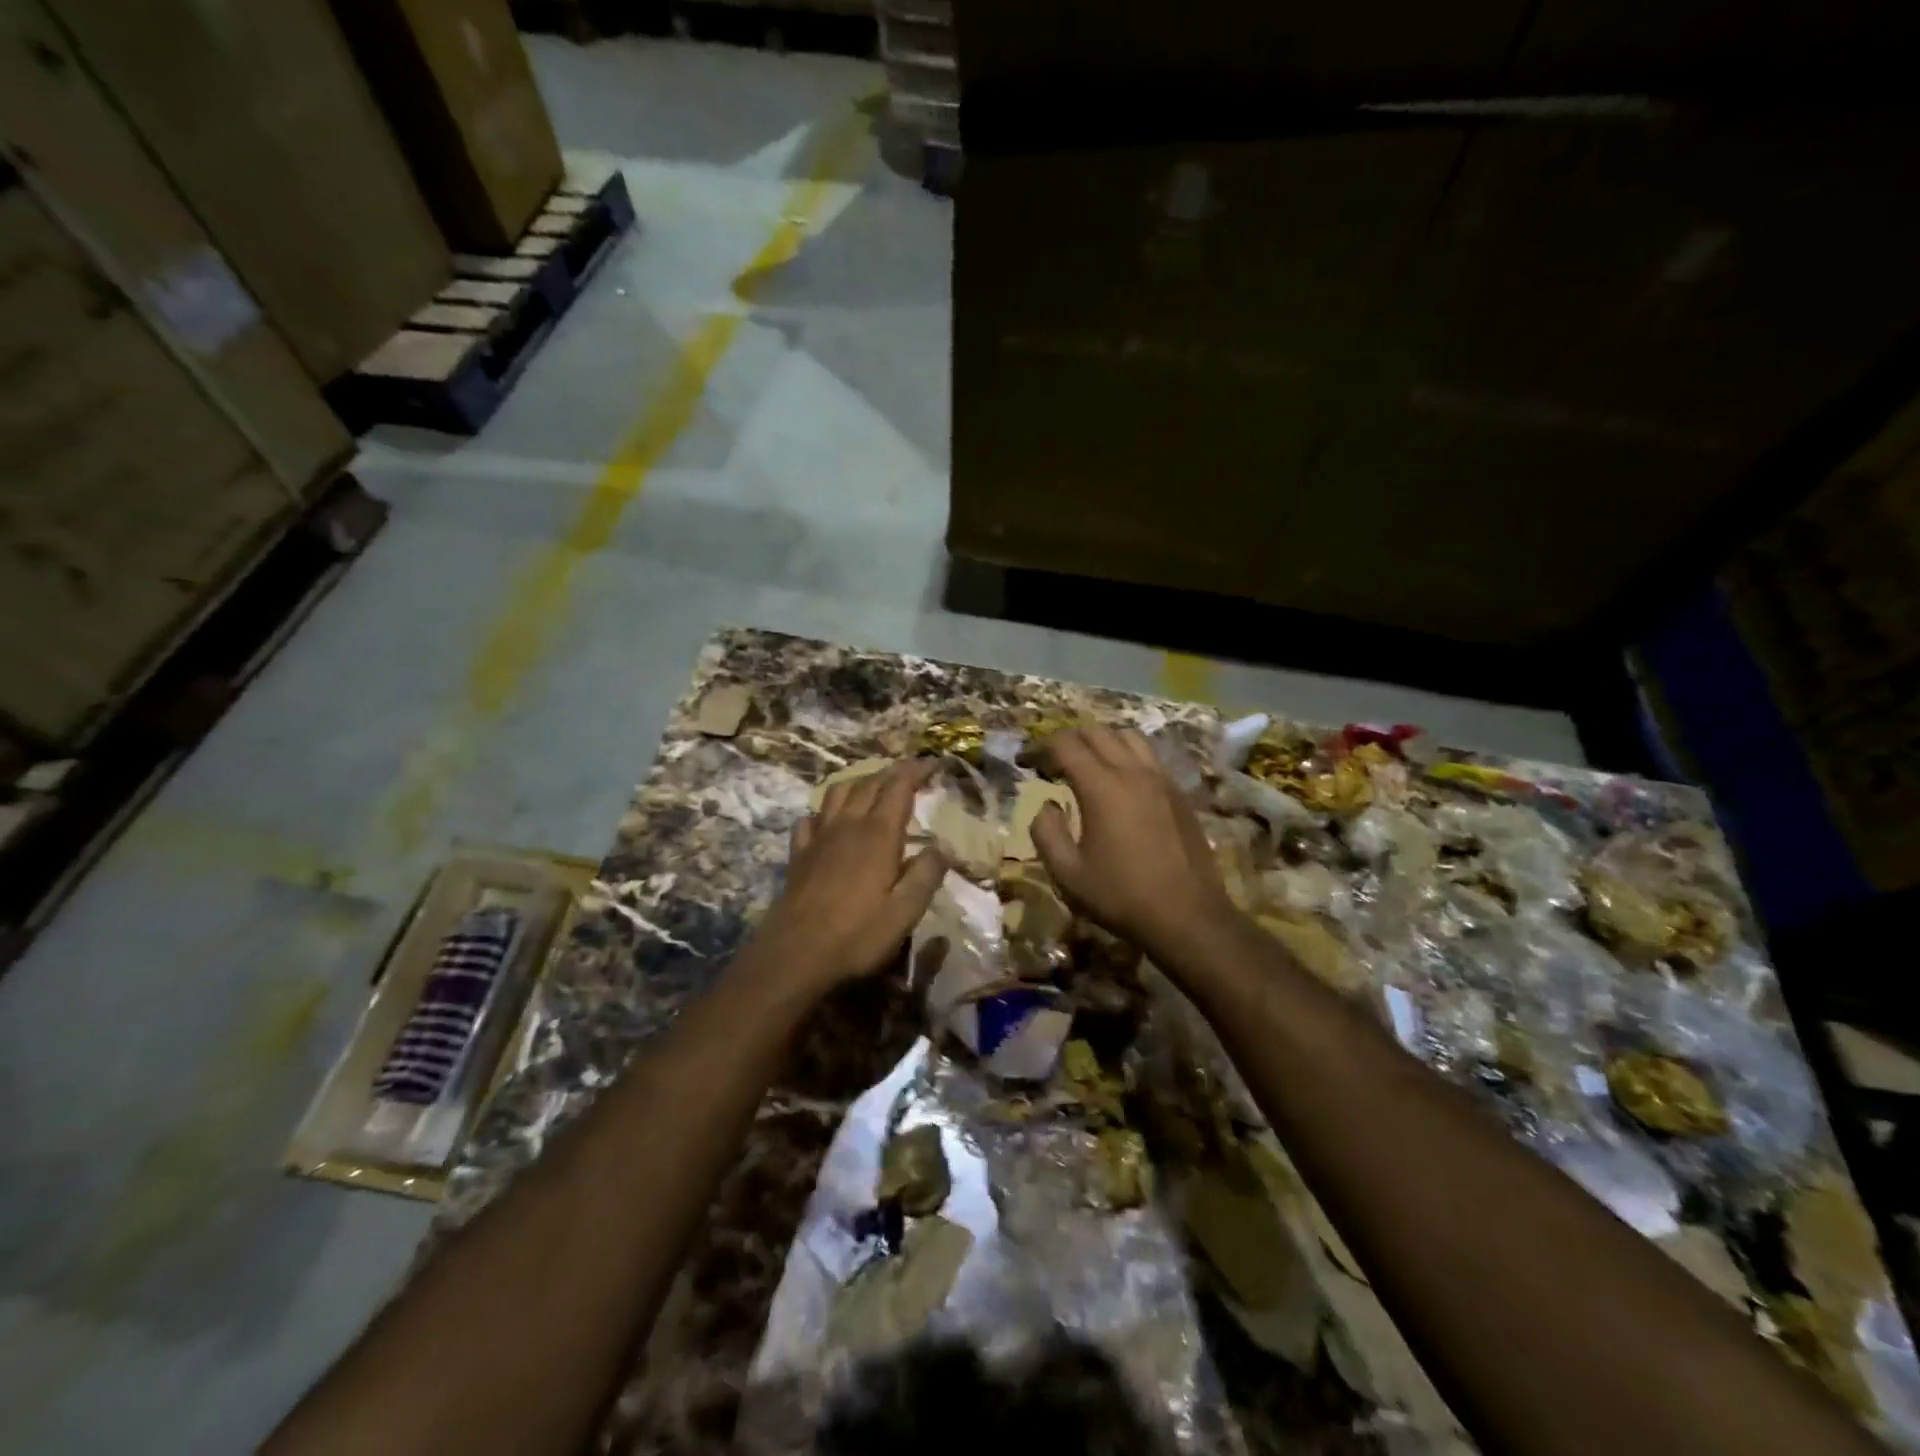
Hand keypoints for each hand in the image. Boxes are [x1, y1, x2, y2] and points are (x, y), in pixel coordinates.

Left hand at [755, 759, 946, 993]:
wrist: (794, 955)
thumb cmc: (857, 935)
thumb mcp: (905, 912)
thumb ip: (926, 875)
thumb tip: (942, 847)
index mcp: (878, 835)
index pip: (899, 788)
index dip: (916, 771)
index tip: (932, 763)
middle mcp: (848, 826)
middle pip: (869, 785)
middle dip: (892, 773)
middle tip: (910, 772)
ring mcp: (819, 838)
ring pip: (838, 793)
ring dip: (859, 783)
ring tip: (873, 787)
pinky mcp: (798, 855)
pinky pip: (810, 819)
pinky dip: (824, 811)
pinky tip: (828, 820)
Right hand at [1031, 726, 1233, 952]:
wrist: (1188, 916)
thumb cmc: (1121, 896)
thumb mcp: (1068, 874)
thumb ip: (1046, 834)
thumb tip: (1046, 807)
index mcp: (1102, 787)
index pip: (1066, 745)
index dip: (1042, 747)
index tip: (1028, 760)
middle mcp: (1133, 772)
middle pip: (1098, 732)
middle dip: (1070, 739)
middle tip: (1054, 762)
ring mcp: (1161, 779)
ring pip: (1129, 737)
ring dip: (1103, 741)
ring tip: (1090, 764)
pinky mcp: (1179, 793)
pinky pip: (1151, 757)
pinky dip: (1129, 756)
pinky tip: (1122, 783)